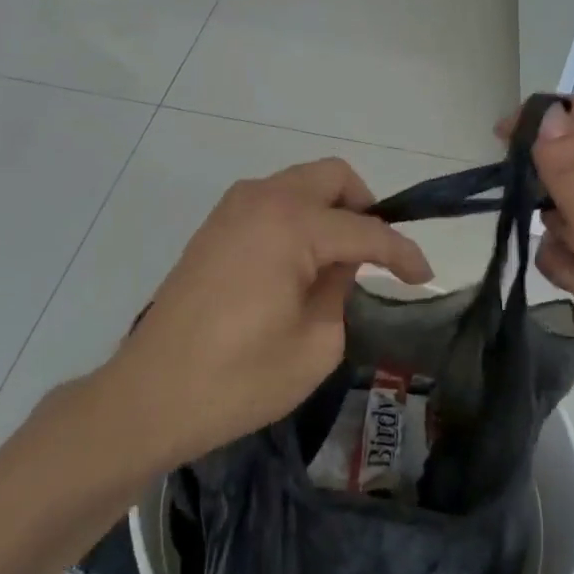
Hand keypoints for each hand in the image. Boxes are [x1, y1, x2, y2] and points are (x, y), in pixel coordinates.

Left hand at [110, 160, 432, 467]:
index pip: (364, 230)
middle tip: (377, 254)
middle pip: (332, 177)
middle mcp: (262, 199)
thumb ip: (341, 289)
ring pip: (300, 183)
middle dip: (364, 207)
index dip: (402, 252)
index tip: (424, 276)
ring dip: (329, 209)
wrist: (149, 396)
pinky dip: (298, 217)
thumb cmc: (238, 379)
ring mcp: (233, 208)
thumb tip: (341, 263)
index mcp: (291, 225)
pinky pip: (272, 201)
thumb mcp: (315, 344)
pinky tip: (300, 263)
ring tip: (339, 262)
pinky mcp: (215, 226)